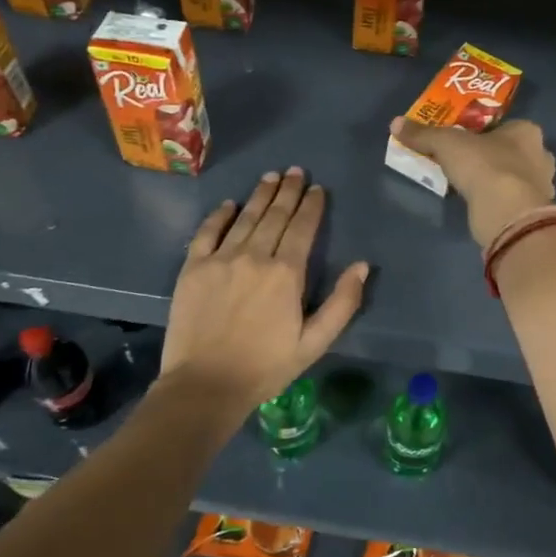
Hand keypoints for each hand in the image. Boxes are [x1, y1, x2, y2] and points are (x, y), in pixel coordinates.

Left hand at [160, 167, 369, 426]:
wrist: (205, 385)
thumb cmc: (266, 367)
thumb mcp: (314, 343)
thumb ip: (342, 303)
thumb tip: (362, 266)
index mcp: (286, 273)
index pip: (302, 228)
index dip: (312, 206)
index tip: (317, 189)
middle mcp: (254, 256)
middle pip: (275, 215)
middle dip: (288, 191)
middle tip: (296, 172)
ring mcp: (220, 259)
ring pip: (245, 217)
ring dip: (260, 195)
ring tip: (271, 177)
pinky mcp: (193, 268)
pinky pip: (207, 232)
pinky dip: (220, 215)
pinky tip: (229, 204)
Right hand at [389, 116, 555, 248]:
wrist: (508, 214)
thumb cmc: (484, 166)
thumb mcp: (446, 144)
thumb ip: (423, 134)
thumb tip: (396, 123)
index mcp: (527, 131)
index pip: (507, 126)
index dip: (485, 133)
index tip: (465, 142)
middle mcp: (541, 156)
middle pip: (513, 152)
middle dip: (492, 158)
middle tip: (466, 164)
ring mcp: (542, 187)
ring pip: (516, 179)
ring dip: (497, 182)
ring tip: (470, 187)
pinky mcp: (535, 214)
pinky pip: (513, 202)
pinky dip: (500, 203)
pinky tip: (481, 207)